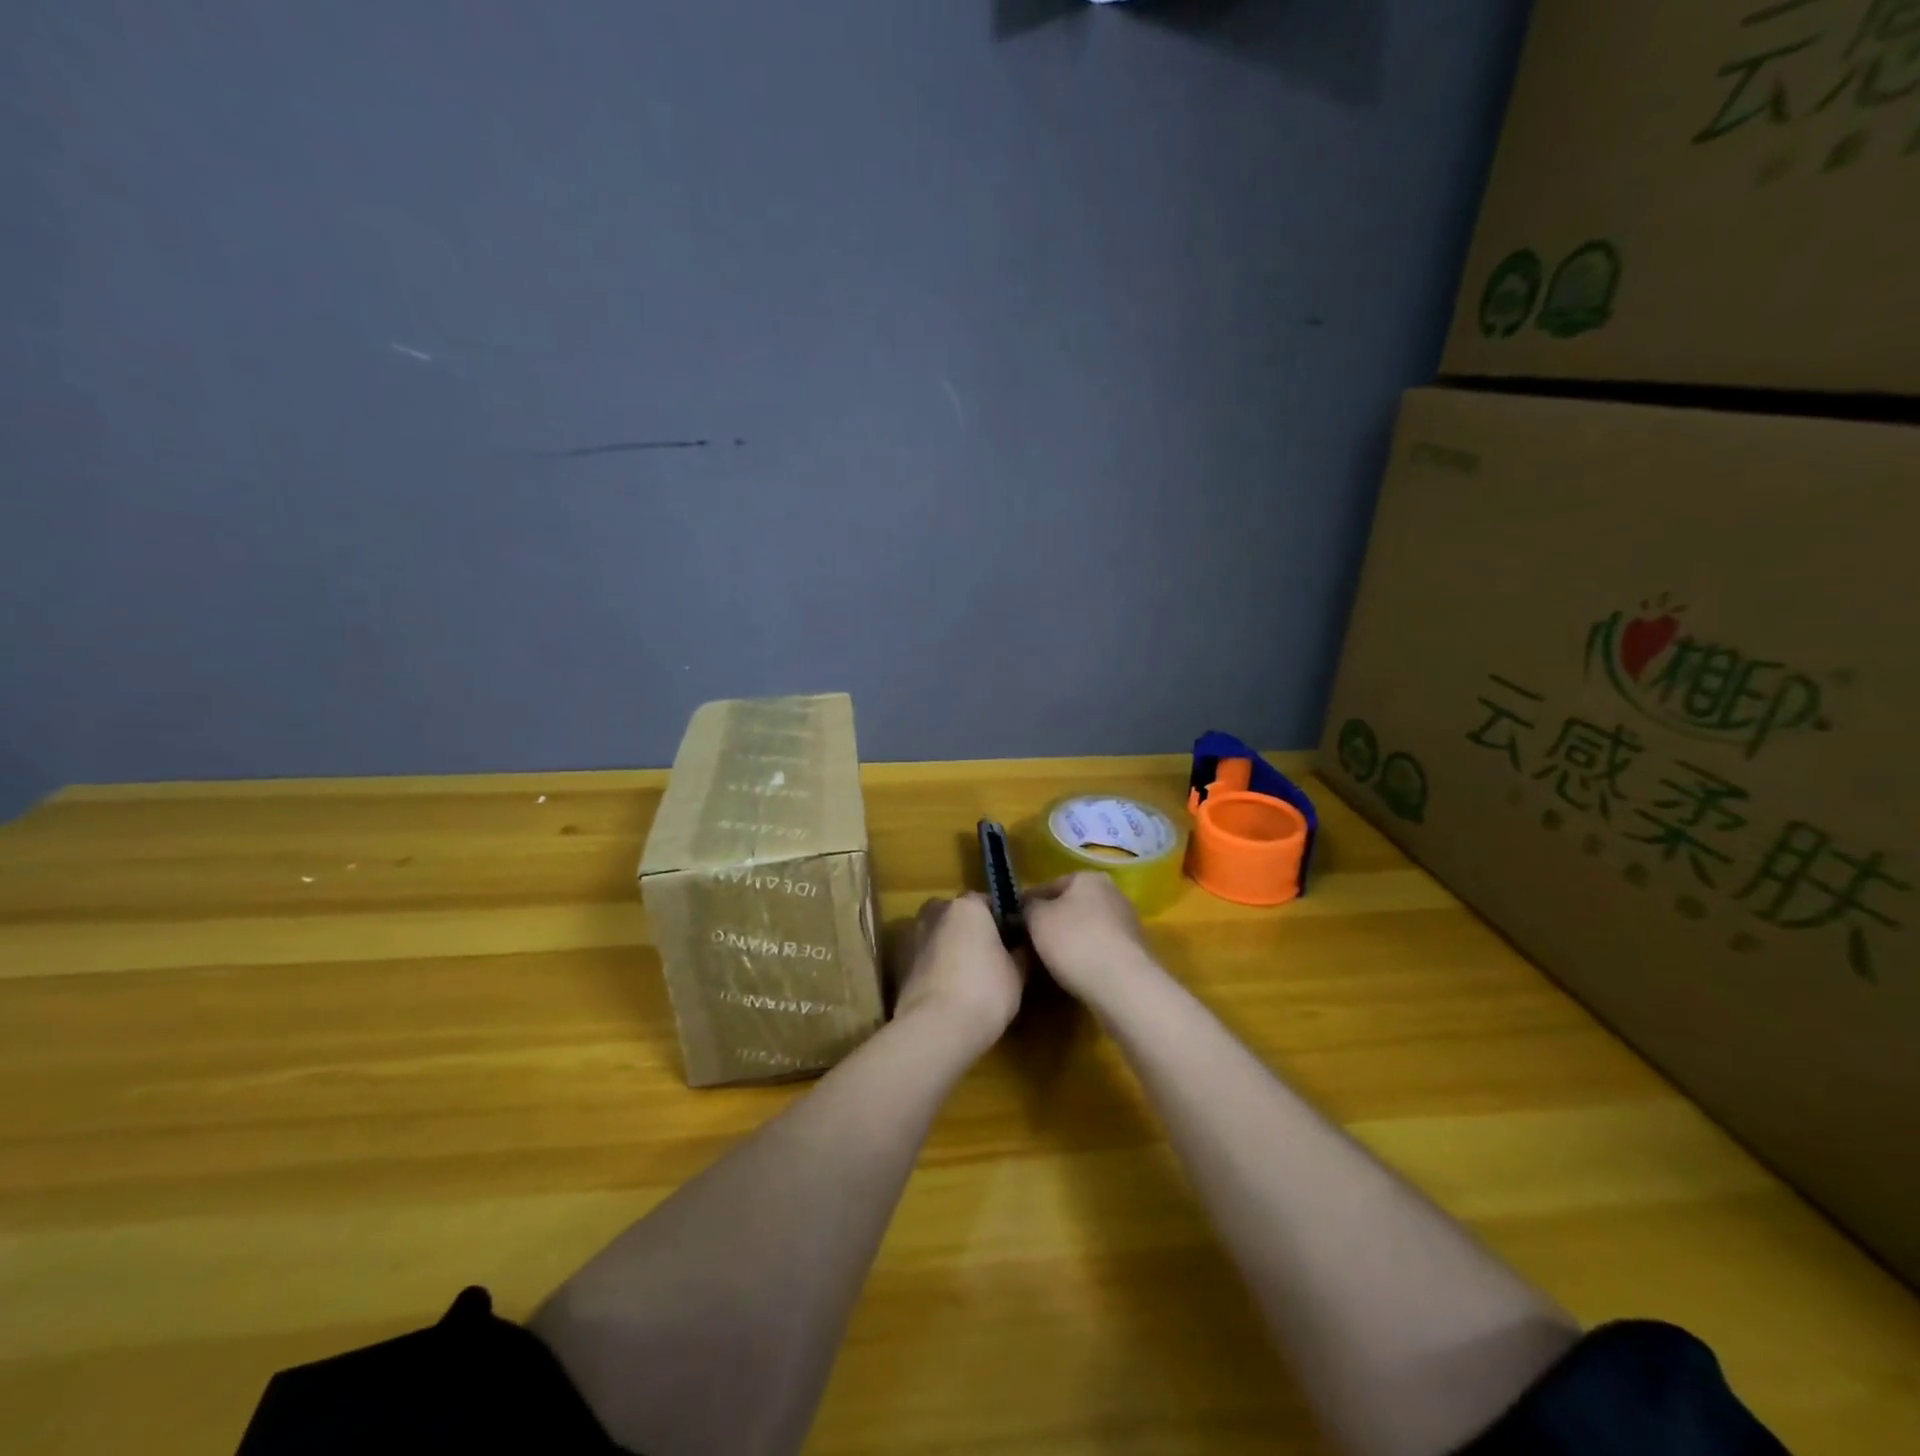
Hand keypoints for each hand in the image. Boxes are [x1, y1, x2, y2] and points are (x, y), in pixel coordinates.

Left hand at [893, 895, 1024, 1049]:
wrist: (936, 1028)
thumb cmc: (985, 991)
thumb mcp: (1017, 973)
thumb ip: (1019, 952)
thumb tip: (1020, 945)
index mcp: (967, 906)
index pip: (987, 903)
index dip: (1000, 921)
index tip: (1011, 941)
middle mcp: (936, 911)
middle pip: (956, 915)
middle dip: (969, 930)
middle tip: (987, 957)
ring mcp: (912, 936)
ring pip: (936, 934)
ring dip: (948, 946)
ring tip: (965, 976)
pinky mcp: (897, 963)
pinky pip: (923, 956)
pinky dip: (932, 965)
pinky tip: (946, 989)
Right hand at [1023, 872, 1157, 1005]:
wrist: (1123, 985)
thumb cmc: (1075, 941)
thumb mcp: (1037, 919)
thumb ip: (1027, 907)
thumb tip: (1026, 908)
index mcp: (1089, 877)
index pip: (1048, 886)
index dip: (1027, 904)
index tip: (1013, 924)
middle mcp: (1112, 893)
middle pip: (1070, 906)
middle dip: (1051, 922)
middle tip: (1029, 943)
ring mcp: (1127, 922)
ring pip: (1086, 928)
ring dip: (1068, 941)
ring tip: (1048, 962)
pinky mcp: (1135, 951)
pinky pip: (1100, 949)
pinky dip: (1086, 957)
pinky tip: (1073, 973)